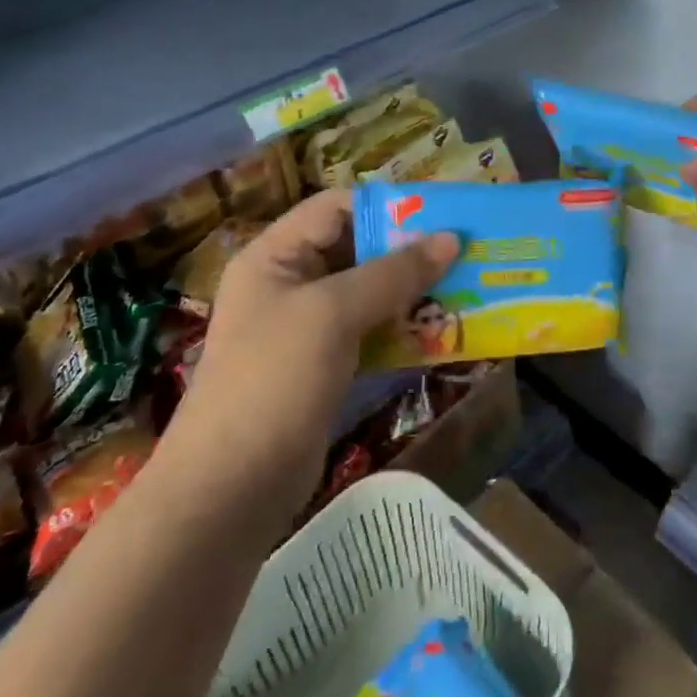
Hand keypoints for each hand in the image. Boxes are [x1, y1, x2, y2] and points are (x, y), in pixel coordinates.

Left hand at [168, 189, 457, 517]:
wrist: (230, 490)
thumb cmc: (274, 381)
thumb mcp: (332, 314)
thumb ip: (392, 273)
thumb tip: (451, 238)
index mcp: (275, 256)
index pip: (337, 208)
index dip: (388, 205)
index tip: (443, 212)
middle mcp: (290, 283)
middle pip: (357, 248)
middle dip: (410, 250)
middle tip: (466, 249)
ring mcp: (307, 328)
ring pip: (369, 292)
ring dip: (414, 290)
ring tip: (466, 285)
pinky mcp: (325, 365)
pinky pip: (372, 331)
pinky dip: (405, 327)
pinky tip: (443, 329)